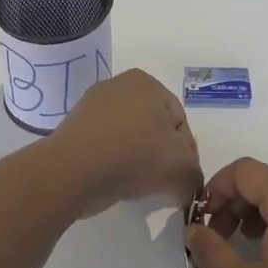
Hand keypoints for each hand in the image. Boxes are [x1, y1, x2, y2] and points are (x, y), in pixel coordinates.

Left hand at [44, 69, 201, 217]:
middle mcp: (119, 85)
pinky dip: (114, 161)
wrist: (73, 170)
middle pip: (154, 126)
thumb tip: (188, 185)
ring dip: (138, 159)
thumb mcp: (181, 168)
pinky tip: (115, 180)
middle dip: (161, 154)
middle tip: (164, 182)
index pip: (179, 120)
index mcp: (147, 82)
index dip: (186, 152)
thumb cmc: (134, 155)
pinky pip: (105, 145)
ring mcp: (92, 105)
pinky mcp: (74, 128)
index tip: (182, 177)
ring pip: (129, 136)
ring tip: (138, 184)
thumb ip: (194, 175)